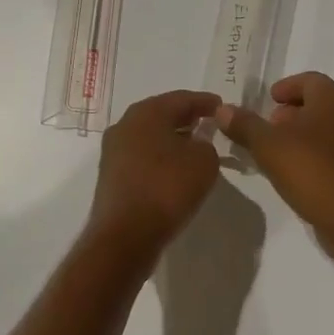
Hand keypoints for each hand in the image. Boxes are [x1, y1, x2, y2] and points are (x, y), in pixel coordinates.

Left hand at [91, 90, 222, 251]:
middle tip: (210, 124)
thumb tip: (196, 144)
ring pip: (150, 136)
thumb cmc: (166, 188)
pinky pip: (142, 156)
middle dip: (187, 118)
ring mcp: (114, 150)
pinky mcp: (111, 175)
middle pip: (162, 114)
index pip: (182, 98)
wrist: (124, 236)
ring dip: (172, 139)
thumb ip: (206, 144)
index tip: (223, 107)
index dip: (205, 102)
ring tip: (196, 147)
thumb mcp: (204, 162)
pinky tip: (175, 169)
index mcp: (146, 112)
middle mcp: (125, 124)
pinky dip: (160, 157)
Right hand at [214, 72, 333, 252]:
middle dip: (294, 111)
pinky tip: (300, 169)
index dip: (287, 87)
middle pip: (321, 102)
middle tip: (271, 126)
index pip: (310, 80)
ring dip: (306, 132)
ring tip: (281, 149)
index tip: (269, 101)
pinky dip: (319, 150)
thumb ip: (244, 124)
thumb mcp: (267, 145)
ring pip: (331, 126)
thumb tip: (222, 110)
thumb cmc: (310, 170)